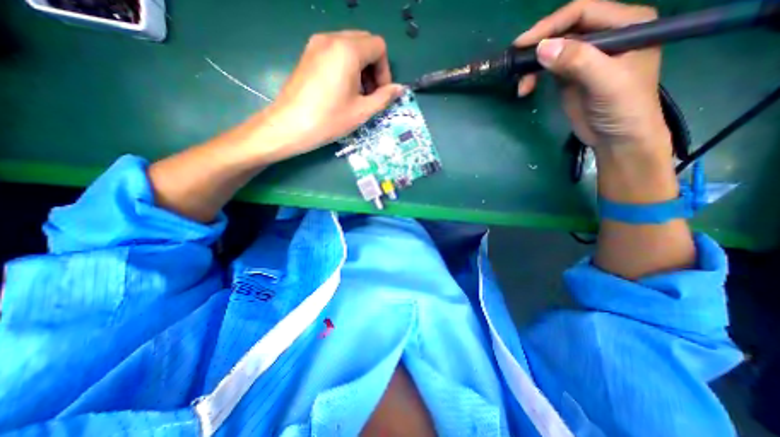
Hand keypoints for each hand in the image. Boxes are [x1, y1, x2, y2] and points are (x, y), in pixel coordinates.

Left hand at [259, 31, 405, 160]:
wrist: (289, 126)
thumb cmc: (329, 120)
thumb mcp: (362, 111)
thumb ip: (384, 97)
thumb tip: (400, 89)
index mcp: (348, 50)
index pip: (378, 47)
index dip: (385, 71)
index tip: (380, 93)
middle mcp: (331, 38)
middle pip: (365, 43)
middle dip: (374, 68)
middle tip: (370, 94)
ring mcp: (316, 44)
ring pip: (350, 46)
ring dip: (360, 68)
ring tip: (355, 95)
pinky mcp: (308, 54)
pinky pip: (335, 51)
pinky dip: (346, 66)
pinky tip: (341, 90)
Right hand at [517, 0, 672, 156]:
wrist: (617, 138)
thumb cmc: (623, 108)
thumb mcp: (605, 82)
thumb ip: (577, 61)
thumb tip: (542, 48)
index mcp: (625, 25)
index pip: (582, 12)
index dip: (550, 25)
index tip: (523, 44)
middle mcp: (604, 35)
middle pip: (563, 30)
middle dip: (537, 47)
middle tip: (515, 64)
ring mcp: (584, 57)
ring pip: (551, 50)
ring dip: (532, 66)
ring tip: (522, 85)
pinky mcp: (569, 76)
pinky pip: (547, 69)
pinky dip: (533, 77)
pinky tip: (525, 89)